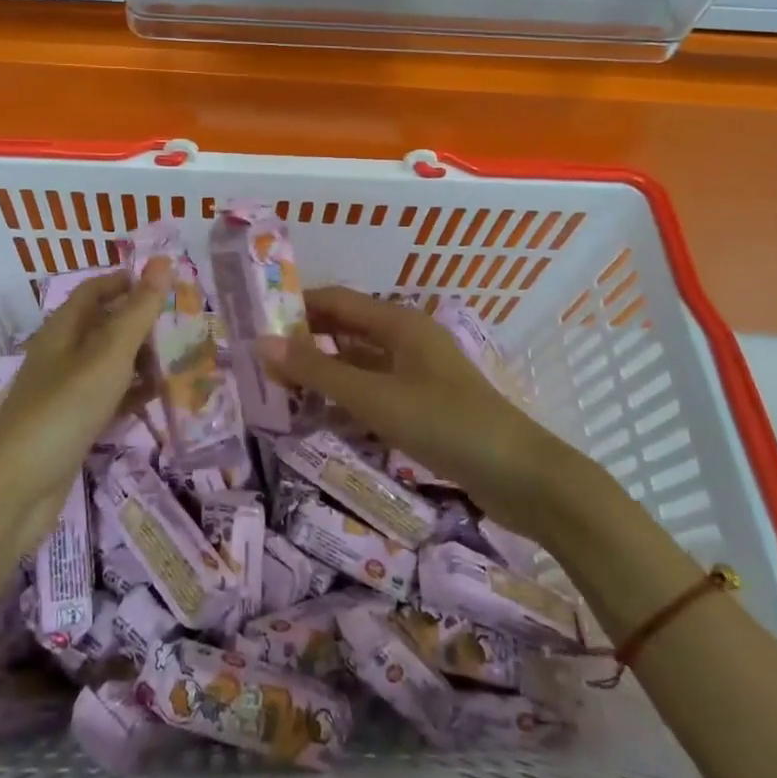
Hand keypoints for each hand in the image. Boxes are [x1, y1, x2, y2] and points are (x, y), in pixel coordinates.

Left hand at [0, 262, 169, 545]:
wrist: (16, 488)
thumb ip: (138, 311)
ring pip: (110, 363)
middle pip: (105, 325)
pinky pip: (109, 398)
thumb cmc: (64, 409)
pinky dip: (133, 394)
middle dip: (142, 322)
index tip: (167, 283)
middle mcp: (62, 354)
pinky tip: (160, 398)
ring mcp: (66, 392)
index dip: (128, 281)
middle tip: (185, 324)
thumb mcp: (108, 354)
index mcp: (63, 329)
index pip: (95, 289)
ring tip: (183, 360)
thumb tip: (163, 262)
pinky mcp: (73, 424)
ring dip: (142, 359)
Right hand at [260, 287, 573, 534]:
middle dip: (306, 338)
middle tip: (259, 358)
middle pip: (346, 328)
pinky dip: (346, 394)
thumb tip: (261, 344)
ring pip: (359, 360)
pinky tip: (322, 413)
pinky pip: (375, 388)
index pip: (335, 300)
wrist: (522, 477)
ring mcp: (419, 372)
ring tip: (279, 385)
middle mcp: (408, 339)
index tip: (254, 320)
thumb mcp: (375, 397)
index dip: (295, 306)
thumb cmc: (446, 424)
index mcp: (399, 322)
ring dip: (324, 369)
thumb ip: (317, 371)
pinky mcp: (426, 404)